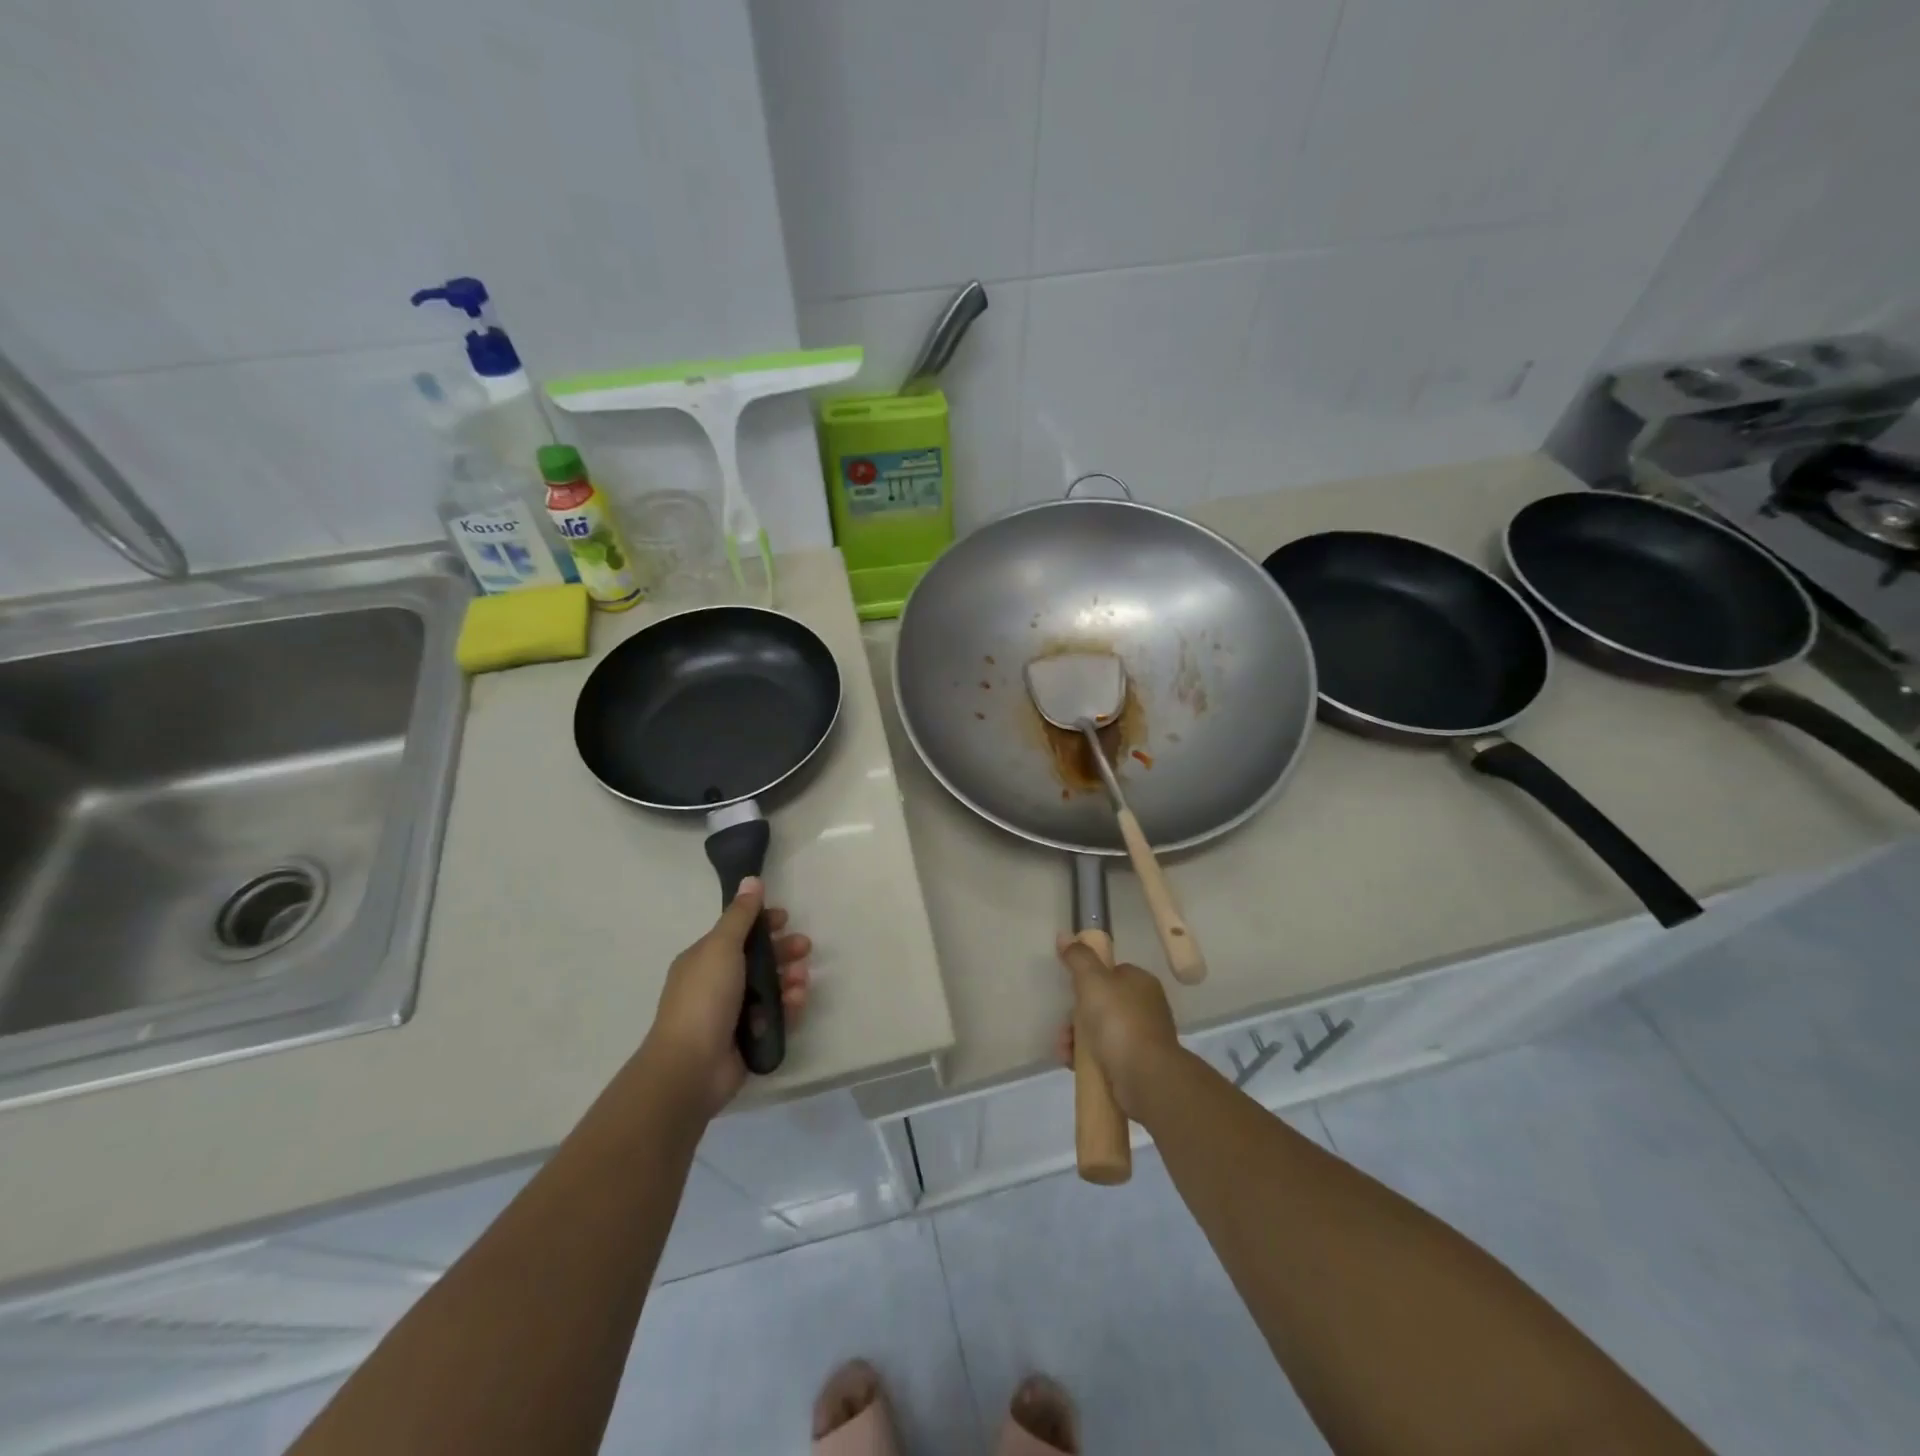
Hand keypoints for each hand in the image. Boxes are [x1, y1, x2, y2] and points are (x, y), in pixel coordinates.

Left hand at [646, 878, 810, 1114]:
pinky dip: (789, 1007)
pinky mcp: (748, 1039)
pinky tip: (797, 1003)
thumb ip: (740, 915)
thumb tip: (751, 880)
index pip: (738, 933)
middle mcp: (717, 984)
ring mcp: (733, 1013)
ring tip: (801, 980)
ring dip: (790, 979)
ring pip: (770, 988)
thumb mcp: (722, 947)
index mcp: (704, 959)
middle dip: (783, 951)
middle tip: (805, 947)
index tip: (785, 919)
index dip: (762, 923)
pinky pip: (775, 1016)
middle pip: (758, 960)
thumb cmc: (704, 998)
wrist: (691, 1067)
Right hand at [1053, 934, 1179, 1119]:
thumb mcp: (1093, 981)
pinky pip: (1105, 1055)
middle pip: (1101, 1004)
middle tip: (1064, 1029)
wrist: (1146, 1077)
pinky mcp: (1137, 1065)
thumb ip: (1078, 957)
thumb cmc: (1119, 1021)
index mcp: (1141, 982)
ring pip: (1100, 1031)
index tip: (1070, 993)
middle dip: (1076, 1016)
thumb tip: (1064, 936)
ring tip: (1064, 1050)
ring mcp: (1143, 1038)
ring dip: (1076, 1039)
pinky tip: (1072, 1064)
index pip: (1110, 973)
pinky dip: (1087, 1058)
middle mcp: (1145, 1007)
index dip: (1087, 981)